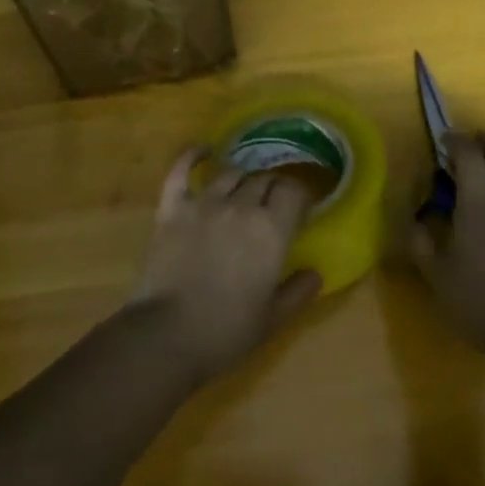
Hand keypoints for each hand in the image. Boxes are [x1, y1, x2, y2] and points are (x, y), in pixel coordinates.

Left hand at [129, 147, 322, 386]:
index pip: (293, 192)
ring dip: (242, 178)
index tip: (300, 207)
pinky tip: (204, 151)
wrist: (168, 335)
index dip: (299, 195)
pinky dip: (194, 156)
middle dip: (272, 187)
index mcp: (271, 230)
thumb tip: (315, 273)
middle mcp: (241, 206)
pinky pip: (183, 170)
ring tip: (244, 188)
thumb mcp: (273, 319)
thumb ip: (298, 292)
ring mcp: (205, 202)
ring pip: (231, 173)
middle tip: (272, 203)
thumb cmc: (226, 331)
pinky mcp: (173, 206)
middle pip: (263, 180)